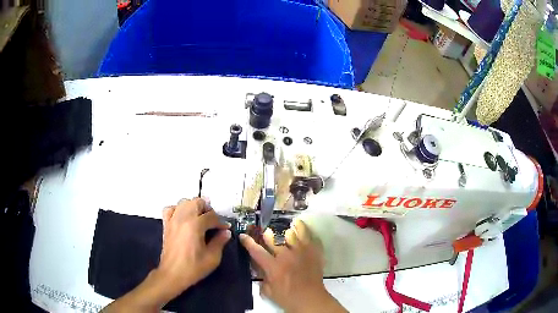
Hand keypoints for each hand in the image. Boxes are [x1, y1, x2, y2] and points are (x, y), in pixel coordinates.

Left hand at [103, 198, 230, 312]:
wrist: (169, 276)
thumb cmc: (190, 270)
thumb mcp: (210, 259)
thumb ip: (218, 244)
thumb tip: (225, 233)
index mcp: (193, 226)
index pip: (211, 217)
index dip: (219, 222)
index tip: (225, 228)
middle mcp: (181, 219)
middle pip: (195, 201)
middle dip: (205, 206)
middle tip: (212, 218)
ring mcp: (170, 221)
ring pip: (181, 202)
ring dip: (191, 205)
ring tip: (198, 216)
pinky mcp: (164, 226)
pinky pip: (168, 209)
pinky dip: (175, 209)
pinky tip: (180, 217)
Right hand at [240, 220, 346, 312]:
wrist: (311, 299)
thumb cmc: (288, 298)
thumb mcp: (269, 291)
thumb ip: (262, 278)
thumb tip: (259, 268)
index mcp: (273, 267)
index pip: (256, 251)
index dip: (248, 242)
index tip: (243, 236)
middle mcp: (286, 256)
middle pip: (273, 239)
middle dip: (267, 234)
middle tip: (266, 233)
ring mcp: (301, 252)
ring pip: (291, 234)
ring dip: (284, 230)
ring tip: (282, 227)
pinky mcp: (312, 252)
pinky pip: (308, 236)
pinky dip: (303, 229)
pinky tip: (299, 224)